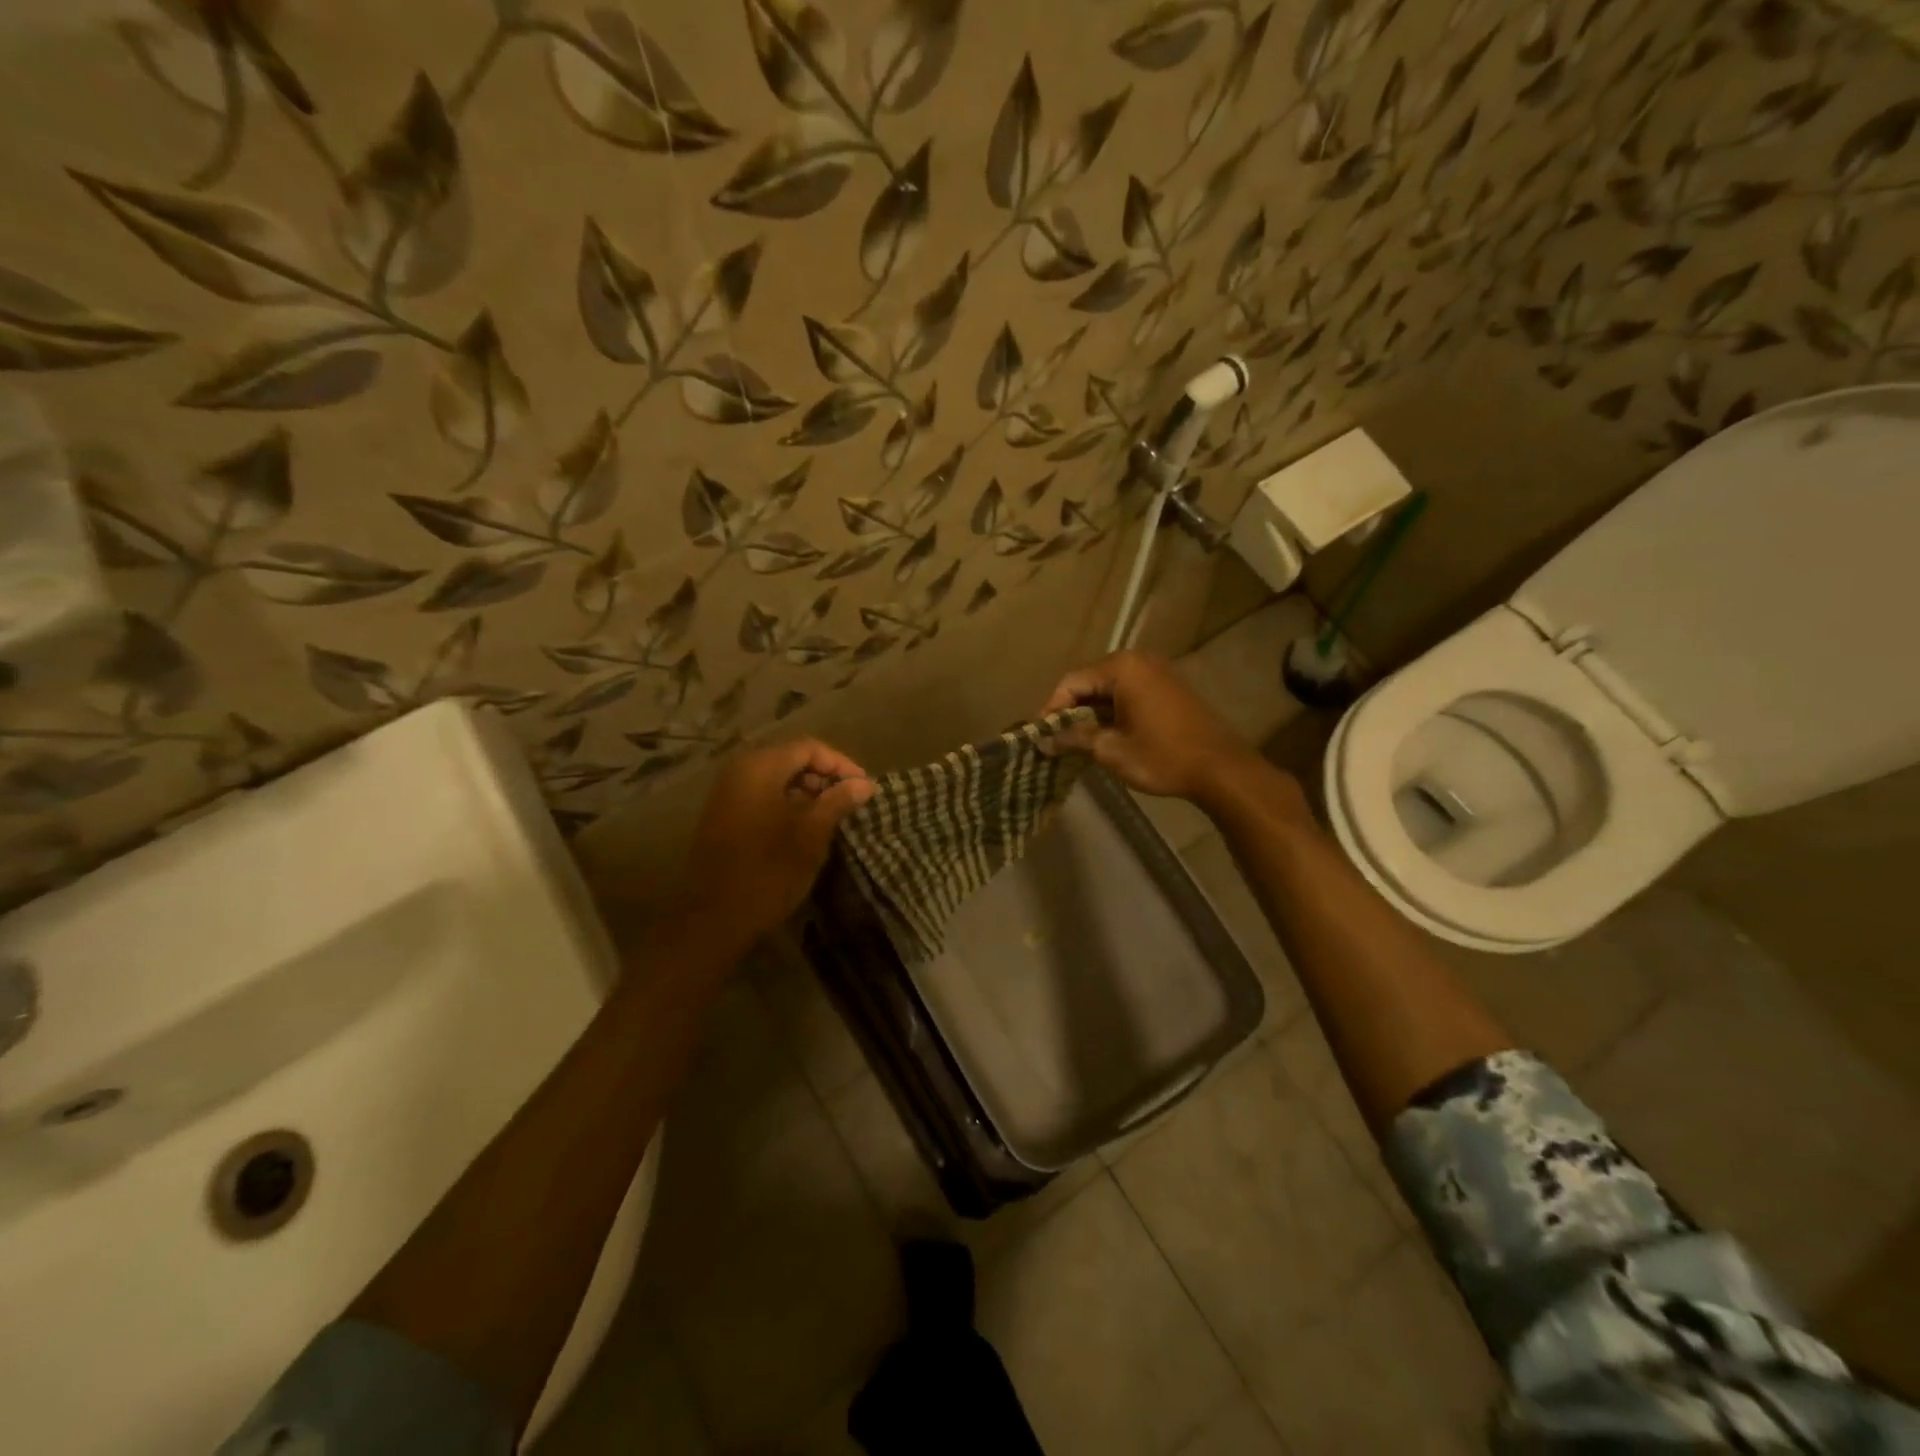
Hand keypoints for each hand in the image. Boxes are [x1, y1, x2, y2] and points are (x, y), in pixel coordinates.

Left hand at [680, 738, 873, 943]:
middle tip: (850, 802)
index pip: (809, 748)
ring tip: (832, 817)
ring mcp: (727, 794)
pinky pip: (762, 796)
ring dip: (807, 792)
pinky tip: (805, 829)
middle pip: (791, 759)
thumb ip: (838, 802)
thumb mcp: (811, 835)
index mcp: (760, 768)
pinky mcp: (723, 816)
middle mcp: (739, 771)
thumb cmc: (767, 872)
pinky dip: (787, 804)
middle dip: (824, 777)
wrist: (713, 918)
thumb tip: (864, 784)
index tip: (864, 788)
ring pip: (777, 779)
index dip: (841, 764)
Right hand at [1043, 651, 1263, 803]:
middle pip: (1090, 682)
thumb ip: (1074, 738)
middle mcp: (1139, 660)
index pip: (1071, 682)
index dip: (1051, 709)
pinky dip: (1112, 712)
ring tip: (1076, 741)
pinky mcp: (1169, 688)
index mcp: (1122, 667)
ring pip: (1109, 689)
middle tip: (1055, 739)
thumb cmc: (1162, 756)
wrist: (1222, 770)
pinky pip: (1129, 694)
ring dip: (1091, 713)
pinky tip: (1104, 735)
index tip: (1039, 736)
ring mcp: (1157, 672)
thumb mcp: (1111, 749)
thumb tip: (1043, 741)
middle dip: (1070, 711)